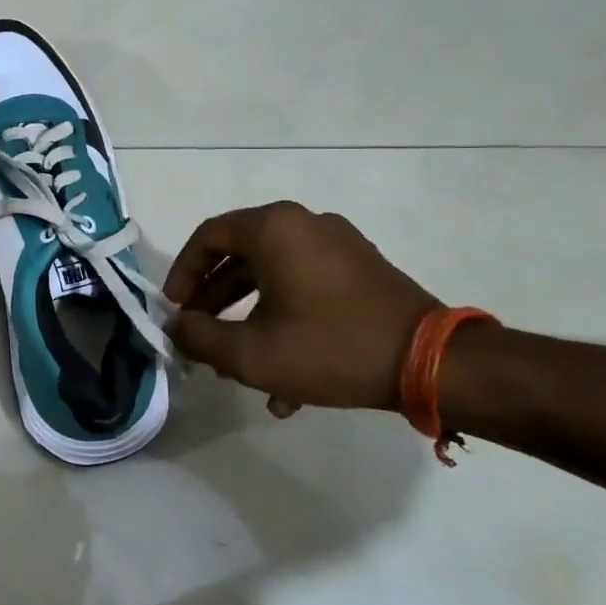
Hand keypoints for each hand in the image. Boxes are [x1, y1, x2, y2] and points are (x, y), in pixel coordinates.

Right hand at [163, 202, 437, 414]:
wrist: (432, 363)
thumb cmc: (330, 348)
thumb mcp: (251, 353)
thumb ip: (199, 336)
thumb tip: (175, 325)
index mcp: (274, 229)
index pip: (208, 237)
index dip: (182, 273)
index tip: (173, 309)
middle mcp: (304, 224)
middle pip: (239, 256)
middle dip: (214, 301)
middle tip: (199, 335)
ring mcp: (337, 245)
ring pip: (272, 276)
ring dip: (247, 317)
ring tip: (237, 366)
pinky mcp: (360, 269)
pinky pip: (305, 286)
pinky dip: (285, 318)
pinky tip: (285, 380)